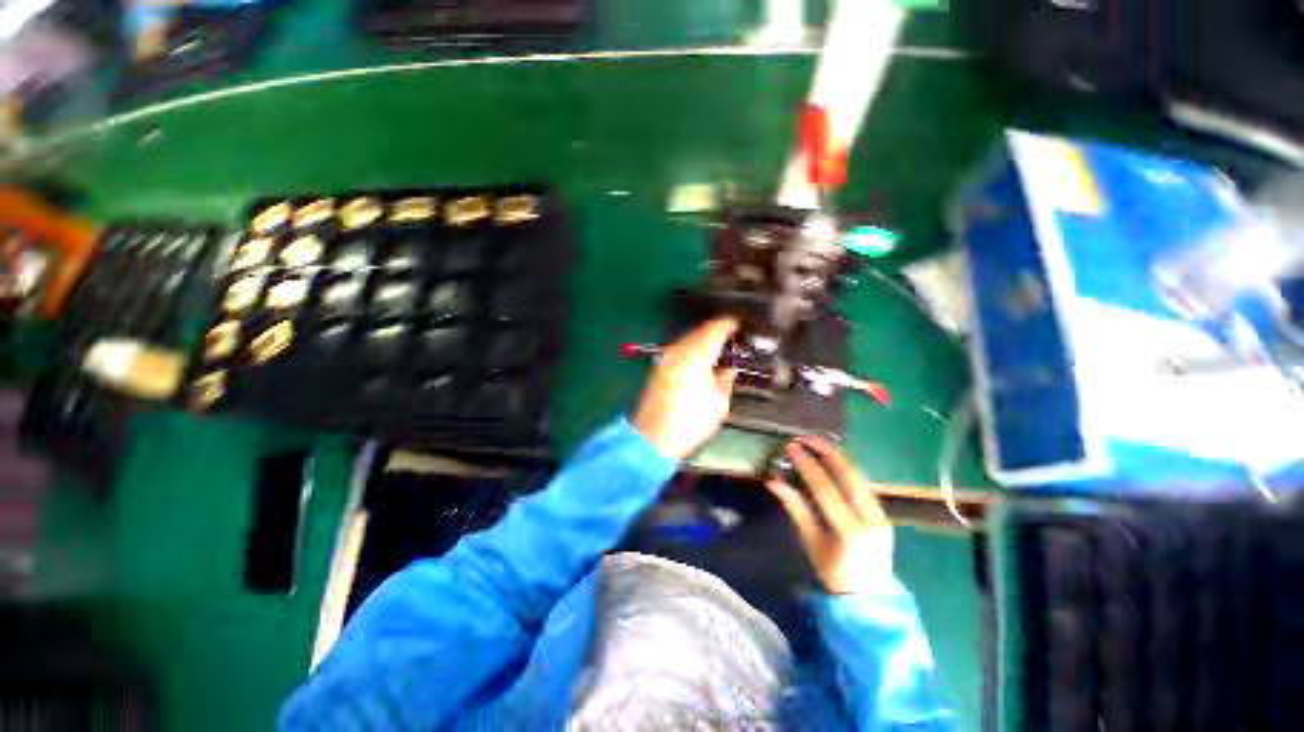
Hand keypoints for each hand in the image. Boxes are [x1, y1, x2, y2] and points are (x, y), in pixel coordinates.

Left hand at [632, 318, 738, 458]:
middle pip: (702, 330)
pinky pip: (681, 349)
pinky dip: (694, 349)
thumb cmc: (690, 422)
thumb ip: (727, 377)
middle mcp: (678, 350)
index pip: (717, 328)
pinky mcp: (659, 367)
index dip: (732, 324)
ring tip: (721, 351)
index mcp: (696, 355)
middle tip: (735, 340)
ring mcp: (666, 357)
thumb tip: (729, 367)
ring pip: (690, 338)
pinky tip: (703, 361)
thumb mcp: (719, 402)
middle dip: (719, 332)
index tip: (742, 326)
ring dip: (705, 340)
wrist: (654, 438)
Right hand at [765, 437, 893, 593]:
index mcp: (850, 529)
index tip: (792, 448)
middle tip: (806, 438)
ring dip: (838, 456)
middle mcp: (870, 517)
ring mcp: (881, 514)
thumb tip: (773, 481)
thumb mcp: (811, 541)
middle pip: (849, 475)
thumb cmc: (834, 573)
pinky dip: (847, 468)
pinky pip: (863, 483)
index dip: (807, 465)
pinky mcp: (883, 512)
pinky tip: (833, 460)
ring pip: (860, 476)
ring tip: (818, 442)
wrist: (870, 597)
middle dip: (827, 451)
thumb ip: (795, 508)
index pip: (826, 488)